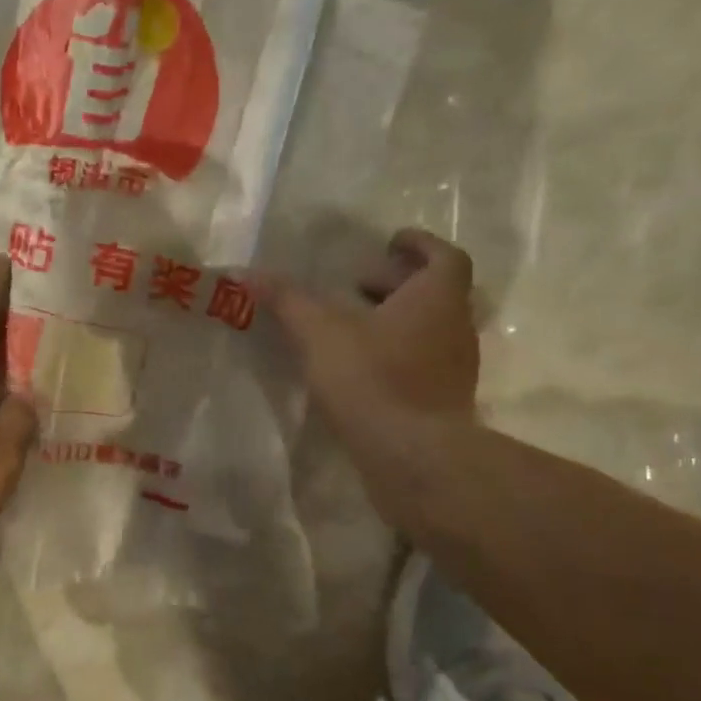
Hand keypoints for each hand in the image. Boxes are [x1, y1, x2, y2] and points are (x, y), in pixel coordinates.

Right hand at [260, 229, 478, 527]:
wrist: (413, 457)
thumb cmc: (373, 379)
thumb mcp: (320, 333)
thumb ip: (287, 300)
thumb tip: (244, 272)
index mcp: (438, 298)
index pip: (443, 256)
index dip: (417, 245)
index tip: (389, 243)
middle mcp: (457, 328)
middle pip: (437, 293)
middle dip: (398, 283)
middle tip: (358, 287)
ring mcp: (456, 369)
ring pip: (431, 330)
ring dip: (398, 321)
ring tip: (354, 328)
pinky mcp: (445, 403)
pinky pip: (424, 365)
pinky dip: (399, 356)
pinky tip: (363, 371)